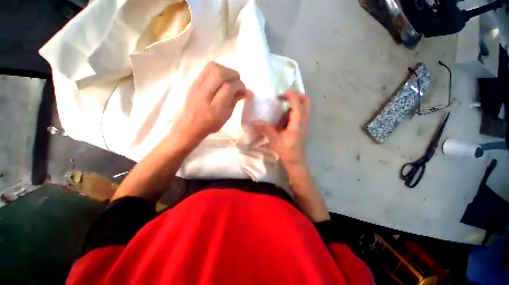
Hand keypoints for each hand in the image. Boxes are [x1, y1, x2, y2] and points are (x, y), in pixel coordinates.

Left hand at [174, 62, 250, 142]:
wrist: (191, 124)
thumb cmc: (212, 124)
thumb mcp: (227, 115)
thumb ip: (236, 100)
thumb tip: (247, 91)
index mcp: (215, 107)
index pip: (229, 88)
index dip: (239, 86)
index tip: (243, 90)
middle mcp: (204, 94)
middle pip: (220, 74)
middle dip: (233, 74)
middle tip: (237, 82)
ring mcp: (197, 86)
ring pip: (212, 67)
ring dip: (225, 70)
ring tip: (230, 79)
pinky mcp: (194, 82)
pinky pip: (207, 69)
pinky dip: (218, 70)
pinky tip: (221, 78)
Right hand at [253, 91, 310, 167]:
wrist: (295, 160)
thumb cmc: (286, 150)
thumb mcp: (274, 140)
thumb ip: (265, 129)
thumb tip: (254, 122)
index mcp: (298, 124)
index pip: (298, 106)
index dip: (292, 96)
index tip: (284, 92)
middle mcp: (304, 121)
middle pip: (307, 102)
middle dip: (297, 96)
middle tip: (285, 96)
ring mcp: (305, 123)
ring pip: (305, 106)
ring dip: (296, 101)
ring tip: (283, 102)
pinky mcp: (303, 126)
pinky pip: (302, 112)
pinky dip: (295, 108)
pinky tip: (285, 113)